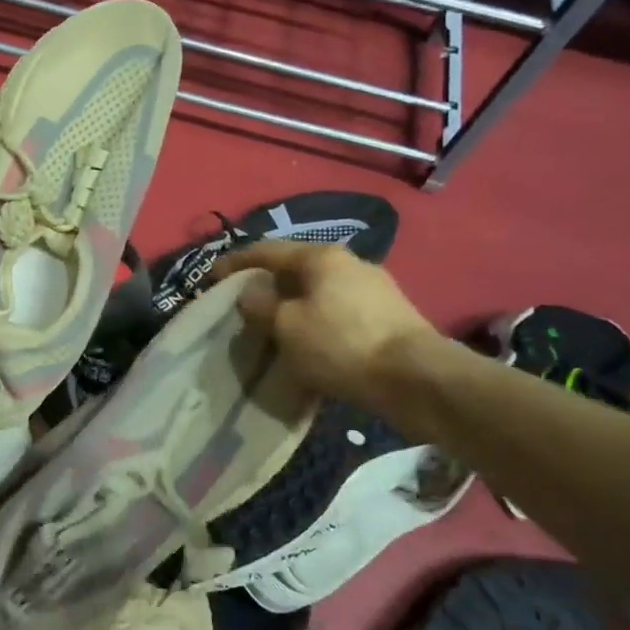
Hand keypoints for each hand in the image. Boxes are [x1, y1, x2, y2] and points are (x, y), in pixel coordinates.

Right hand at [212, 241, 439, 411]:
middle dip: (268, 284)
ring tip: (275, 326)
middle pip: (296, 269)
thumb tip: (250, 292)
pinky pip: (339, 312)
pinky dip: (317, 321)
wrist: (417, 380)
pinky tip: (310, 341)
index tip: (211, 276)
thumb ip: (260, 305)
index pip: (267, 250)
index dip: (235, 262)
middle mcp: (349, 262)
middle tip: (244, 304)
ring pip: (319, 291)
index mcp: (320, 256)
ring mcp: (374, 288)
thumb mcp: (285, 326)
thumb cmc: (340, 345)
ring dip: (294, 305)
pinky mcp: (390, 316)